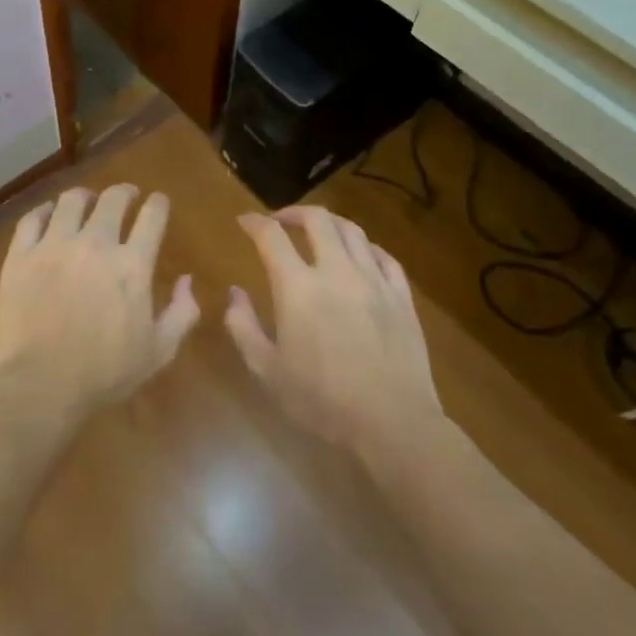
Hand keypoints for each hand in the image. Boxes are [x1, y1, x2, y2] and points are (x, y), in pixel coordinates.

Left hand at [0, 184, 200, 422]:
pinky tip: (49, 215)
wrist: (39, 385)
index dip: (158, 204)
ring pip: (71, 200)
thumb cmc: (103, 373)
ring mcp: (54, 245)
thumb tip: (188, 279)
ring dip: (85, 196)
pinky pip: (33, 218)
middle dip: (124, 192)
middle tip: (126, 196)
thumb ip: (182, 312)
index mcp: (132, 265)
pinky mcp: (21, 254)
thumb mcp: (159, 351)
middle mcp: (95, 243)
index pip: (152, 216)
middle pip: (112, 199)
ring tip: (86, 201)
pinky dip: (45, 211)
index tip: (158, 202)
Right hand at [227, 206, 442, 462]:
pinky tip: (359, 255)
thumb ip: (243, 326)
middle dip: (293, 212)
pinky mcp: (401, 296)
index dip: (254, 222)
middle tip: (280, 221)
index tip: (244, 221)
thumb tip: (234, 293)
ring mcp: (374, 280)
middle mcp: (336, 271)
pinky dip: (365, 247)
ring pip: (352, 230)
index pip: (271, 236)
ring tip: (317, 231)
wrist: (393, 424)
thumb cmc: (322, 400)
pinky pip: (384, 256)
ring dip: (329, 223)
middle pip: (316, 219)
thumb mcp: (267, 370)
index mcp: (298, 287)